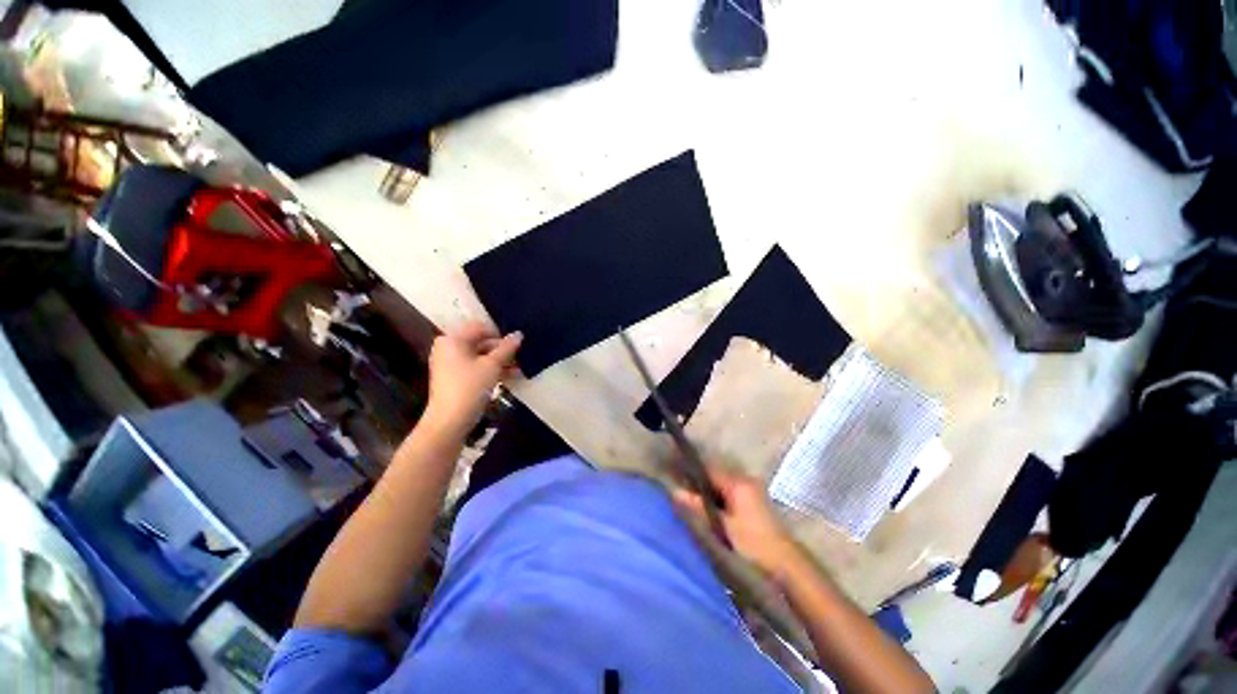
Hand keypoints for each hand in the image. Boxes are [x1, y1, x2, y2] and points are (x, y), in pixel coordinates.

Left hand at [424, 322, 521, 434]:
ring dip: (500, 361)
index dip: (500, 334)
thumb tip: (519, 334)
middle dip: (502, 350)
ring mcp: (450, 363)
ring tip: (520, 368)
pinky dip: (491, 370)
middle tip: (521, 357)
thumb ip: (507, 348)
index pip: (480, 328)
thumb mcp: (492, 365)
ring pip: (480, 356)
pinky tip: (510, 376)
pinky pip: (475, 367)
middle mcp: (448, 348)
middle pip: (480, 342)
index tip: (517, 344)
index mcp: (453, 339)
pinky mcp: (454, 378)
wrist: (449, 421)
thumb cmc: (470, 387)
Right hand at [673, 467, 802, 582]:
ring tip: (691, 500)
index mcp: (738, 483)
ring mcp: (752, 491)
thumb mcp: (722, 527)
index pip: (708, 469)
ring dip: (709, 491)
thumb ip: (698, 508)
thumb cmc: (753, 545)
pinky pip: (731, 493)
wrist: (788, 567)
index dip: (691, 471)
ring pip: (722, 485)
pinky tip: (710, 509)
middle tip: (680, 491)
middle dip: (698, 482)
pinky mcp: (756, 502)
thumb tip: (675, 492)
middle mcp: (746, 480)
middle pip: (715, 475)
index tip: (673, 474)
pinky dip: (719, 498)